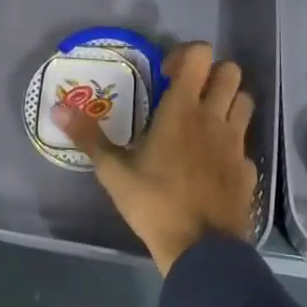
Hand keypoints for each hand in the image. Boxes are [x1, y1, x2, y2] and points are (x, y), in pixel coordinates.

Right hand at [53, 43, 257, 273]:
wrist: (201, 250)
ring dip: (229, 103)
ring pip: (245, 101)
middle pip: (231, 71)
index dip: (185, 55)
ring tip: (205, 122)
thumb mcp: (114, 172)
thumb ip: (89, 137)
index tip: (166, 75)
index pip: (200, 55)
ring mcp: (236, 143)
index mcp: (183, 109)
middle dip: (212, 74)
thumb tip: (58, 109)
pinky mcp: (248, 169)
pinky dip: (233, 145)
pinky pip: (245, 144)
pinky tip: (214, 164)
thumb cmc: (154, 203)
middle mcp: (214, 117)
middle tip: (189, 94)